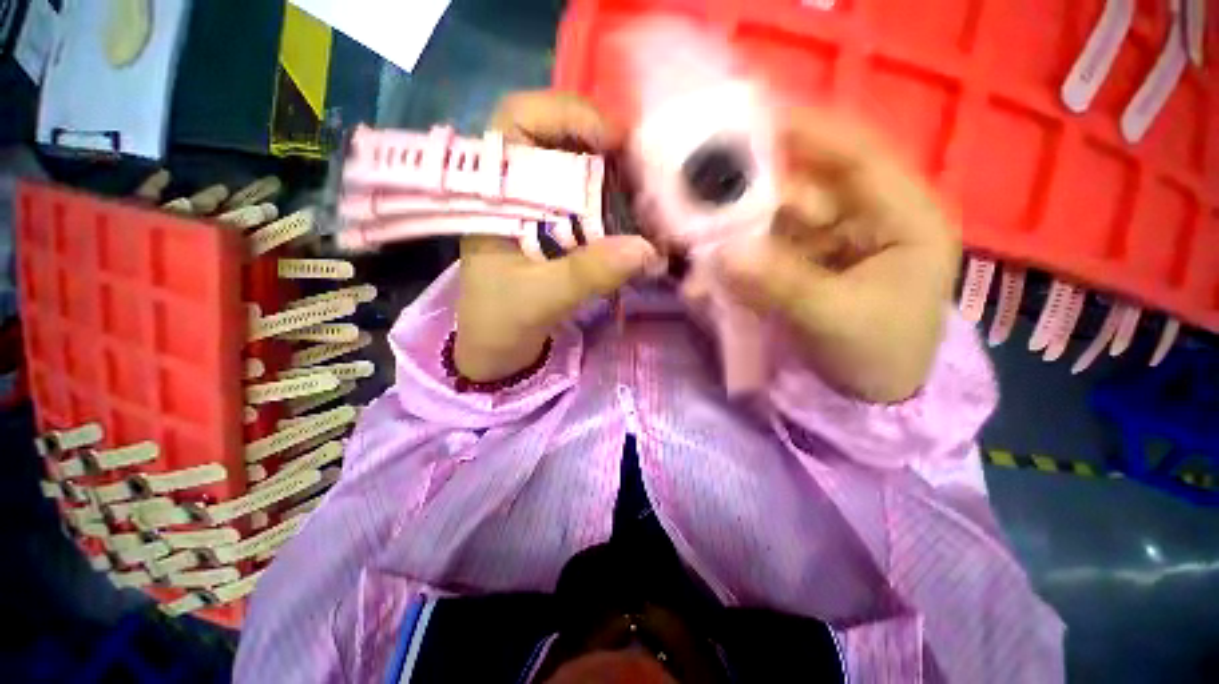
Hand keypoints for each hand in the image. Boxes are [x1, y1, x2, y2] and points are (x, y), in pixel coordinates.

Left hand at [455, 91, 665, 381]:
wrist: (497, 350)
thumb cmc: (502, 321)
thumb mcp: (540, 298)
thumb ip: (587, 274)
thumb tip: (646, 249)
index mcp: (493, 193)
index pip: (520, 119)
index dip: (566, 113)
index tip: (612, 139)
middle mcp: (517, 189)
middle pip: (560, 138)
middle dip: (603, 145)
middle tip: (643, 168)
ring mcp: (539, 209)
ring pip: (579, 169)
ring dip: (615, 176)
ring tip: (647, 193)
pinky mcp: (557, 231)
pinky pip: (589, 203)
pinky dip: (615, 205)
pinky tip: (636, 218)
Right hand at [718, 108, 960, 402]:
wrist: (871, 402)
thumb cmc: (878, 357)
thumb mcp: (834, 318)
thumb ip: (779, 283)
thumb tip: (722, 255)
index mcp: (903, 218)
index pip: (857, 155)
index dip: (808, 134)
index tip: (754, 125)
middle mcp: (865, 220)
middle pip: (803, 192)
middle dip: (752, 200)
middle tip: (703, 203)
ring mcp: (830, 245)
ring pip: (776, 226)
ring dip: (737, 237)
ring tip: (700, 249)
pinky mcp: (804, 268)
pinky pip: (765, 255)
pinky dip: (738, 264)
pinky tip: (711, 277)